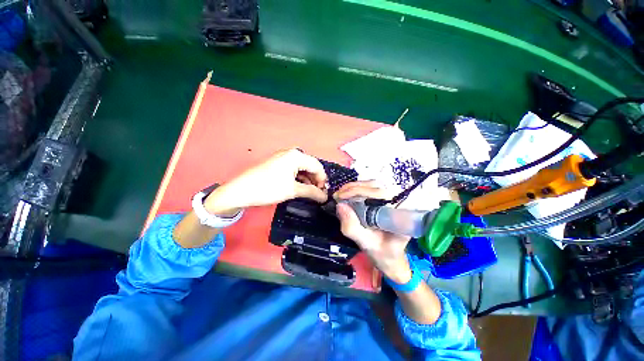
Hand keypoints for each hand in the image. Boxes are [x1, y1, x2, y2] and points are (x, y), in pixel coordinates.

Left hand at [204, 149, 327, 216]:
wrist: (241, 191)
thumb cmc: (268, 188)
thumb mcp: (293, 190)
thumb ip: (312, 192)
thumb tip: (325, 197)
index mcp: (296, 156)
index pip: (317, 166)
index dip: (323, 179)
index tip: (323, 193)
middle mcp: (291, 153)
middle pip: (310, 166)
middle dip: (315, 180)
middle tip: (317, 194)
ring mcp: (284, 157)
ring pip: (302, 168)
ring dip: (308, 180)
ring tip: (310, 192)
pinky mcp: (278, 163)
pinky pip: (294, 169)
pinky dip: (299, 178)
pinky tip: (300, 187)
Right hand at [334, 182, 412, 283]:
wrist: (390, 257)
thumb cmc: (382, 253)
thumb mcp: (365, 244)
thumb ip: (353, 227)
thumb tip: (340, 205)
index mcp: (400, 213)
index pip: (381, 194)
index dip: (360, 192)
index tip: (342, 197)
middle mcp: (399, 202)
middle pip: (376, 186)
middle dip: (354, 189)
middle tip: (337, 196)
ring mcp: (393, 198)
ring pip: (372, 184)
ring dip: (353, 187)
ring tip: (339, 194)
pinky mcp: (385, 198)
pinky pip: (370, 188)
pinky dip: (356, 189)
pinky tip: (345, 194)